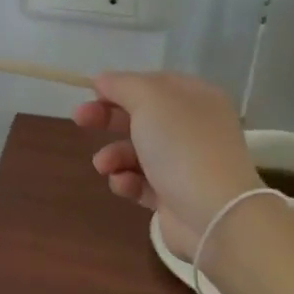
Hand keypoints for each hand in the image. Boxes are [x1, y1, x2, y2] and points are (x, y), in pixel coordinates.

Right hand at [74, 73, 257, 255]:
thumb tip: (102, 80)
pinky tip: (124, 184)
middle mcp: (193, 127)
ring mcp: (185, 163)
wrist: (213, 213)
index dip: (121, 86)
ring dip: (113, 155)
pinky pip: (141, 182)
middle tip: (80, 120)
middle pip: (141, 116)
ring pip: (136, 151)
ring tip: (104, 165)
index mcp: (196, 98)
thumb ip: (122, 85)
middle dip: (108, 118)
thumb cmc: (182, 146)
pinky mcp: (174, 194)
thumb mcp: (149, 100)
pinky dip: (127, 181)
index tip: (92, 93)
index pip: (153, 83)